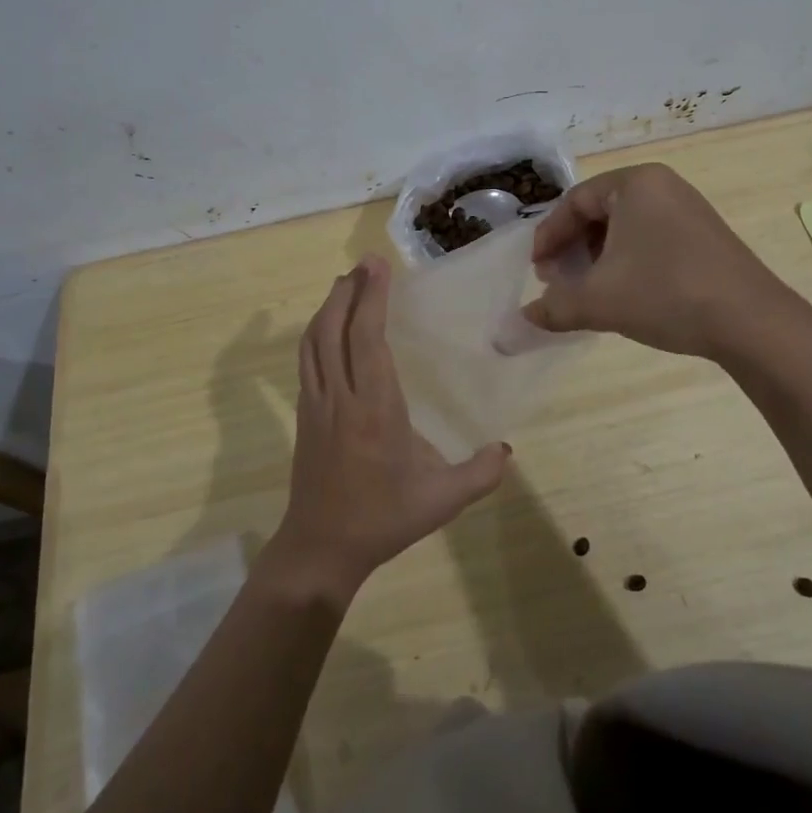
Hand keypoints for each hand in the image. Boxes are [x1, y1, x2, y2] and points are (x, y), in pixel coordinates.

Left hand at [265, 256, 509, 607]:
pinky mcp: (304, 414)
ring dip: (328, 306)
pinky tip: (329, 329)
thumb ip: (480, 474)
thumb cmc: (383, 519)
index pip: (367, 338)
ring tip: (346, 284)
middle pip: (333, 328)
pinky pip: (306, 360)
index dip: (371, 297)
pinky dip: (317, 333)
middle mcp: (340, 397)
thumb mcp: (441, 501)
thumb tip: (507, 450)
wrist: (320, 547)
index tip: (377, 265)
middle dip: (347, 290)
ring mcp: (316, 404)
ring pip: (312, 341)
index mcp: (375, 409)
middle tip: (364, 264)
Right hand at [522, 164, 781, 359]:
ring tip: (586, 291)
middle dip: (572, 248)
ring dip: (597, 258)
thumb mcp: (598, 301)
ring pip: (625, 228)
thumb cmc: (665, 293)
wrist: (751, 322)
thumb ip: (553, 306)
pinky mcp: (705, 236)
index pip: (574, 202)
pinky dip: (626, 261)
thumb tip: (522, 320)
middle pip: (599, 212)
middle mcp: (662, 186)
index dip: (549, 237)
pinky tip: (622, 293)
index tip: (537, 271)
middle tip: (557, 281)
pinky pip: (650, 239)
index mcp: (635, 184)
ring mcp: (688, 210)